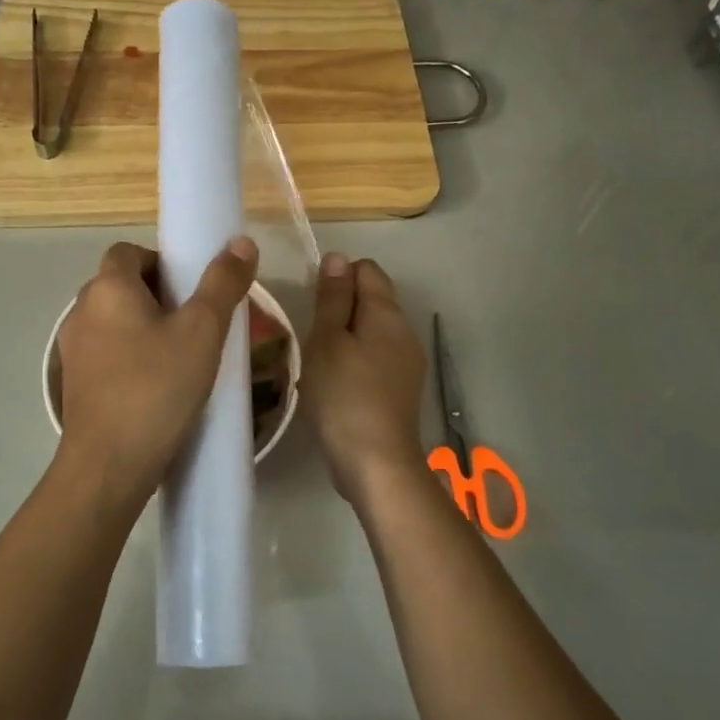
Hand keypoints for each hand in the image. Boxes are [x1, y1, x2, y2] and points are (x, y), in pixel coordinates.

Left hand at [54, 237, 258, 513]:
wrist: (108, 466)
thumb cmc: (156, 388)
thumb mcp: (202, 332)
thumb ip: (222, 284)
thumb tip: (240, 242)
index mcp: (108, 288)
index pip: (129, 251)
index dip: (162, 261)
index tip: (192, 289)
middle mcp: (82, 311)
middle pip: (122, 285)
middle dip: (159, 296)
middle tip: (197, 323)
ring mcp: (73, 350)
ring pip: (115, 322)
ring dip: (145, 328)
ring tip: (183, 356)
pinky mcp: (74, 384)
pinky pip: (108, 354)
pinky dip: (131, 357)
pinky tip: (158, 386)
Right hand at [301, 253, 429, 507]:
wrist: (376, 462)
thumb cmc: (343, 395)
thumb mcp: (327, 341)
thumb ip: (332, 298)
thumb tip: (337, 257)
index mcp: (387, 314)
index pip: (367, 270)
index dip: (337, 277)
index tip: (313, 304)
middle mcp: (405, 332)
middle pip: (372, 300)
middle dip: (340, 308)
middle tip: (311, 335)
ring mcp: (407, 362)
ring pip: (373, 331)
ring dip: (346, 337)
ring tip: (319, 362)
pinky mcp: (401, 389)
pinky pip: (376, 358)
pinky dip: (355, 361)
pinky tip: (336, 384)